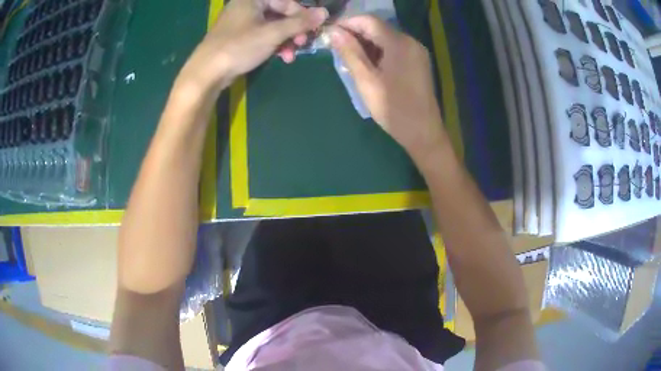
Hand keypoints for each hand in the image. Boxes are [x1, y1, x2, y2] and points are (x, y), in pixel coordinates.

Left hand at [178, 0, 327, 94]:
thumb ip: (299, 22)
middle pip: (280, 13)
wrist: (207, 73)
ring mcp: (242, 22)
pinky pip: (263, 35)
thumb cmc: (239, 47)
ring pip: (273, 25)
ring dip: (286, 39)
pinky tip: (282, 57)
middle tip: (302, 43)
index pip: (285, 1)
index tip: (312, 29)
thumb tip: (324, 13)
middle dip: (294, 29)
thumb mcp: (272, 34)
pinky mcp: (239, 37)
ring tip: (292, 55)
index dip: (301, 14)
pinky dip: (274, 44)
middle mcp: (247, 6)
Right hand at [329, 16, 445, 158]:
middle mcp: (411, 42)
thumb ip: (350, 53)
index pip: (368, 21)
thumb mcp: (366, 80)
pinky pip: (394, 48)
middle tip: (336, 47)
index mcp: (399, 43)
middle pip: (378, 28)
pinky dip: (379, 51)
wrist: (423, 132)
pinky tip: (367, 63)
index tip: (330, 34)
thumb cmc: (393, 108)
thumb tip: (334, 32)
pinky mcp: (418, 61)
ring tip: (348, 57)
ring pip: (386, 38)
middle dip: (355, 34)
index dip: (347, 23)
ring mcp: (416, 52)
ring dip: (366, 43)